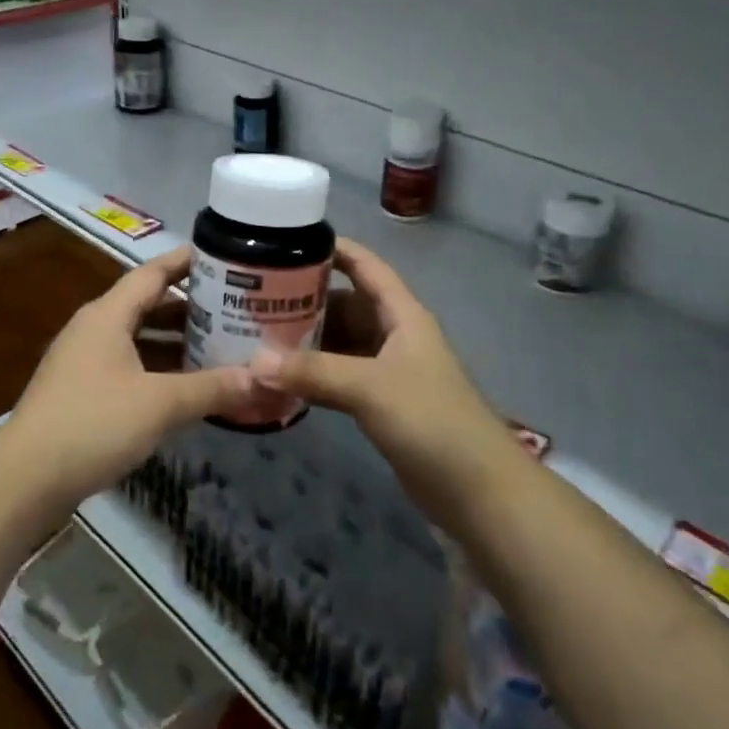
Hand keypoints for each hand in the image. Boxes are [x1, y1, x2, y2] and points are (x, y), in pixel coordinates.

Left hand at [3, 245, 253, 506]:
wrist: (25, 479)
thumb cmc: (93, 424)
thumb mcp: (160, 404)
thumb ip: (211, 388)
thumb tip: (262, 379)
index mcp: (108, 315)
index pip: (153, 273)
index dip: (187, 261)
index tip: (223, 256)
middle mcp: (94, 329)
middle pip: (147, 305)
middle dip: (190, 307)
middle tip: (233, 309)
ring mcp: (84, 361)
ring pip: (138, 339)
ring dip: (174, 342)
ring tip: (218, 347)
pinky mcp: (81, 392)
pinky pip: (128, 366)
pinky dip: (158, 370)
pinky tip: (184, 388)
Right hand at [247, 239, 517, 510]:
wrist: (476, 488)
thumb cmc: (430, 420)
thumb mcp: (370, 387)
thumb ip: (313, 372)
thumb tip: (253, 363)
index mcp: (402, 314)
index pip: (366, 266)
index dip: (334, 249)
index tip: (289, 240)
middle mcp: (394, 335)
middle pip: (346, 304)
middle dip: (307, 299)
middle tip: (256, 298)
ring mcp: (388, 370)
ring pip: (340, 342)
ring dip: (307, 340)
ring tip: (258, 336)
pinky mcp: (381, 403)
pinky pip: (340, 376)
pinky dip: (314, 374)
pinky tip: (282, 378)